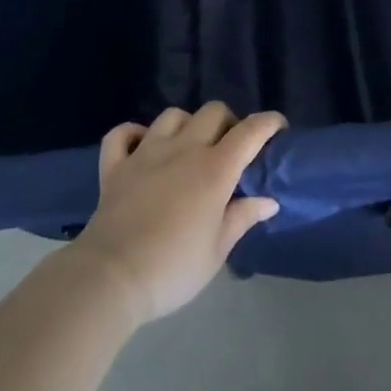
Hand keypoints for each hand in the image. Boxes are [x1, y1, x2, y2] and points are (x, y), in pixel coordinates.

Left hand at [69, 102, 285, 324]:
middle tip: (231, 149)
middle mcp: (183, 149)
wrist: (111, 278)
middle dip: (228, 122)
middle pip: (213, 112)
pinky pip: (122, 133)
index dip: (269, 123)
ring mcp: (145, 152)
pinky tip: (142, 147)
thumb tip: (268, 200)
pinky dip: (134, 134)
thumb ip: (242, 217)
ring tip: (189, 148)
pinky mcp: (115, 165)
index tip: (278, 129)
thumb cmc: (173, 268)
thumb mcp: (218, 250)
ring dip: (187, 125)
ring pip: (172, 115)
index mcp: (214, 169)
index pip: (250, 131)